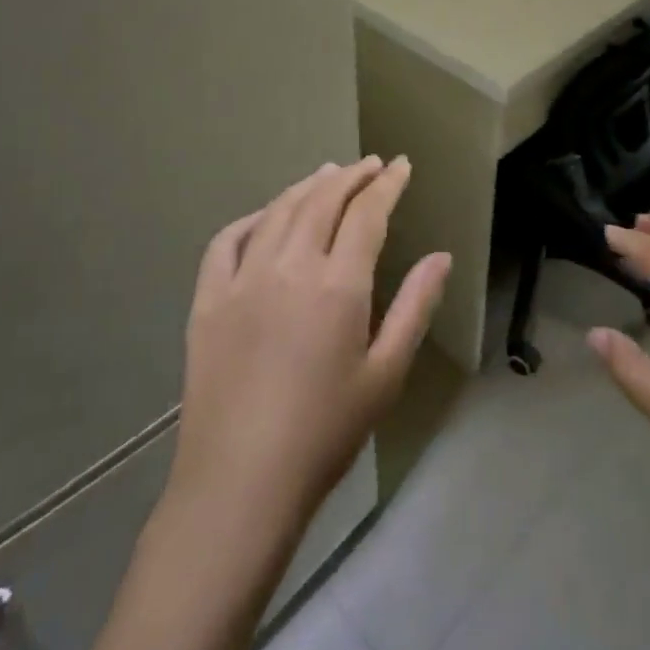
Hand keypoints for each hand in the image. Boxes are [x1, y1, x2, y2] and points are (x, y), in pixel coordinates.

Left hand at [171, 157, 451, 537]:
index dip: (387, 184)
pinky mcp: (208, 300)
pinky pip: (227, 240)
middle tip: (371, 166)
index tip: (400, 166)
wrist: (240, 483)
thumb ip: (414, 307)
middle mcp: (289, 266)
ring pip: (279, 211)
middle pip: (323, 200)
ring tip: (328, 174)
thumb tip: (440, 256)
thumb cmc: (326, 433)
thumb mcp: (386, 373)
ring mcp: (242, 279)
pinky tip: (266, 217)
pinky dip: (253, 217)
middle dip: (351, 175)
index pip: (367, 213)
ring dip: (308, 186)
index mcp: (337, 285)